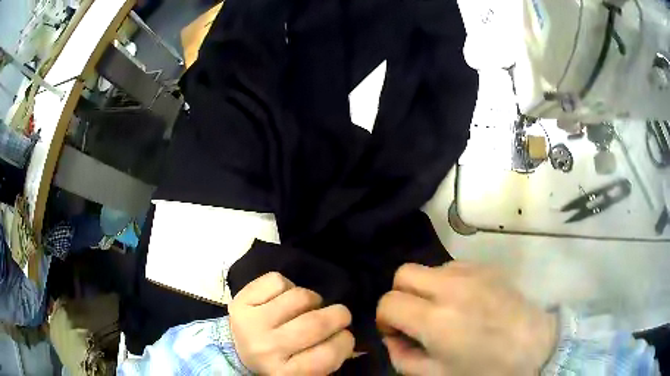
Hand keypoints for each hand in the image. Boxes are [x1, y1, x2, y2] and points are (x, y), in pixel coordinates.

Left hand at [229, 272, 354, 374]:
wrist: (236, 349)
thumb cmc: (279, 360)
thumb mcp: (305, 368)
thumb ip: (329, 356)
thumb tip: (350, 335)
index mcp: (285, 372)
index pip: (329, 354)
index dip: (346, 341)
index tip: (345, 335)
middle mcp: (267, 348)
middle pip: (316, 323)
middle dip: (339, 314)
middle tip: (340, 314)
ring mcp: (251, 322)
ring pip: (300, 296)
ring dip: (313, 299)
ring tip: (308, 307)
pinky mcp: (241, 300)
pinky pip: (277, 280)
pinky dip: (288, 286)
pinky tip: (284, 298)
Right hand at [376, 262, 556, 375]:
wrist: (533, 346)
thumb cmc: (485, 368)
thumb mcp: (435, 375)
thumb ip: (402, 358)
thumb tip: (394, 338)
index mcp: (437, 320)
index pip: (389, 303)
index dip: (385, 320)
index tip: (397, 333)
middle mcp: (452, 288)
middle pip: (403, 273)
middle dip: (400, 296)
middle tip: (414, 318)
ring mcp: (472, 272)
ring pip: (429, 268)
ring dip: (425, 289)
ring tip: (442, 310)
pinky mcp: (487, 267)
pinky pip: (453, 267)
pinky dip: (447, 283)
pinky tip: (462, 302)